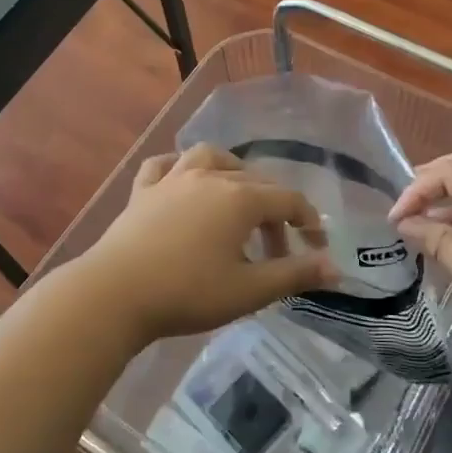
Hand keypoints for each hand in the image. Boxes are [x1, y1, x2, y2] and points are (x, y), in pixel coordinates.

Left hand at [77, 144, 339, 344]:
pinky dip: (180, 168)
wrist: (115, 294)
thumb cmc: (188, 293)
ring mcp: (173, 179)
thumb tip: (336, 269)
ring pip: (211, 158)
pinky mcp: (142, 191)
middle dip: (275, 213)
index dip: (309, 223)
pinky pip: (165, 165)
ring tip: (238, 197)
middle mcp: (210, 176)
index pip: (288, 200)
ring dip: (233, 173)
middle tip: (278, 250)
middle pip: (255, 183)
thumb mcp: (249, 290)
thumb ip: (295, 275)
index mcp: (240, 198)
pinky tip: (183, 182)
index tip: (316, 250)